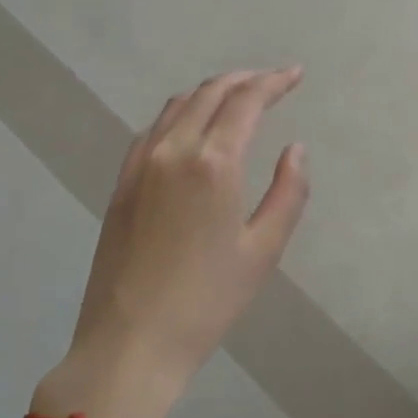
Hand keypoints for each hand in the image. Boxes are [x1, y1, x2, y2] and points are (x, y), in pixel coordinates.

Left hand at [38, 68, 309, 417]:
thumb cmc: (207, 300)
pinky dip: (181, 112)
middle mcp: (174, 150)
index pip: (246, 101)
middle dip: (245, 80)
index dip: (274, 82)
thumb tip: (295, 149)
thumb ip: (288, 192)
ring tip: (238, 97)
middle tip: (272, 82)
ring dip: (212, 91)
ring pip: (179, 105)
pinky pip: (154, 128)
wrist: (130, 342)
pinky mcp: (122, 183)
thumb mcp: (263, 250)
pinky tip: (192, 126)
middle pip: (210, 93)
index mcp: (213, 163)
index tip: (295, 74)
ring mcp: (141, 164)